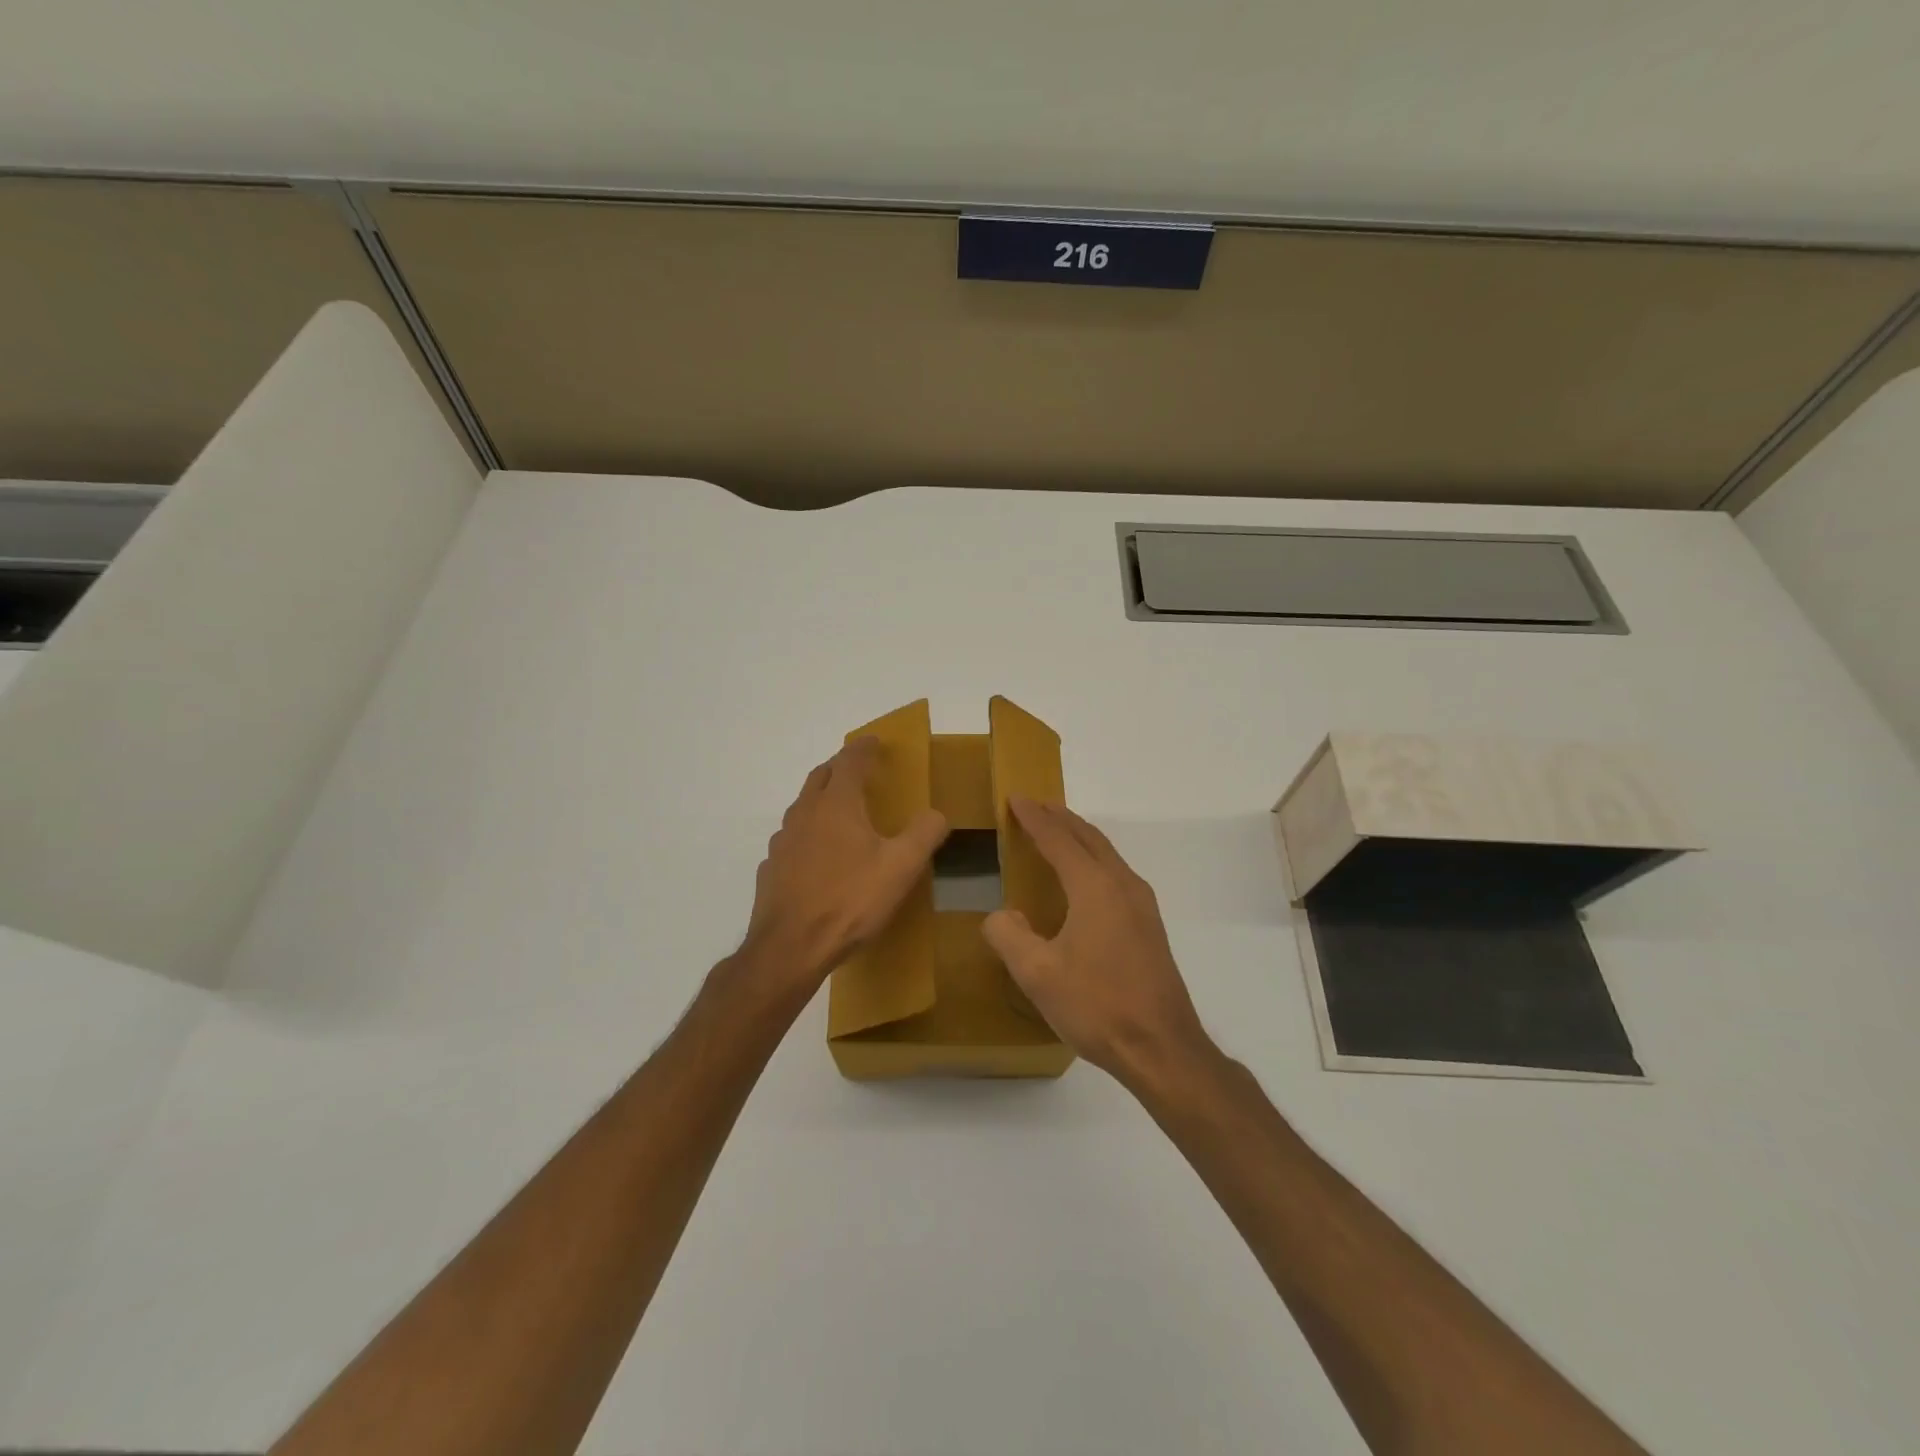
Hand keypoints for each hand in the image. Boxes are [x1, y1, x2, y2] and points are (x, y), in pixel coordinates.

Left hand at [740, 737, 948, 994]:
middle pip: (821, 776)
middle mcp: (805, 814)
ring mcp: (783, 841)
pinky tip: (818, 855)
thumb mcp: (901, 867)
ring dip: (822, 799)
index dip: (864, 747)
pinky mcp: (771, 868)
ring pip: (803, 806)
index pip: (850, 761)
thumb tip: (935, 813)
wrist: (790, 948)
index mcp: (837, 804)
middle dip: (840, 767)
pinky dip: (808, 833)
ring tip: (840, 811)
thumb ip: (924, 833)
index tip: (874, 741)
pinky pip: (792, 838)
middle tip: (858, 770)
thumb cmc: (850, 901)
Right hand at [983, 798, 1212, 1087]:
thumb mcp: (1037, 974)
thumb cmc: (1096, 1005)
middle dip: (1060, 818)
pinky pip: (1116, 873)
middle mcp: (1122, 884)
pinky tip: (1084, 878)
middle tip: (1034, 805)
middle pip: (1088, 838)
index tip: (1015, 798)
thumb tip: (1002, 915)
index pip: (1058, 839)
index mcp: (1094, 887)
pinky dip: (1093, 859)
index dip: (1034, 818)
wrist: (1161, 1047)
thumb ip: (1009, 936)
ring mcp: (1142, 904)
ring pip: (1106, 853)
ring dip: (1079, 837)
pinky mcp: (1150, 925)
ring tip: (1057, 832)